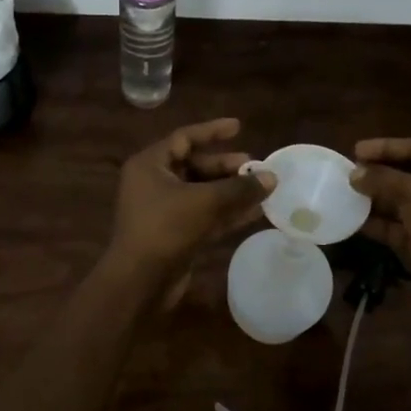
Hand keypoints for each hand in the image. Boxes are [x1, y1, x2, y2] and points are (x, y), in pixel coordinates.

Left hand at [106, 118, 273, 286]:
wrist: (139, 282)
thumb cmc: (166, 229)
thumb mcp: (205, 202)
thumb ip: (240, 187)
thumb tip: (271, 177)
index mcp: (150, 165)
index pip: (184, 138)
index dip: (212, 132)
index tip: (239, 127)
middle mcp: (154, 183)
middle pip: (195, 166)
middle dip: (227, 167)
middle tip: (256, 167)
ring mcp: (164, 210)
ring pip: (202, 192)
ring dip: (231, 191)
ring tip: (262, 189)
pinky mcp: (175, 234)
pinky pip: (204, 215)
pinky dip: (226, 212)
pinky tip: (254, 212)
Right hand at [350, 138, 410, 293]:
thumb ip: (383, 179)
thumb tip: (355, 173)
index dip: (387, 147)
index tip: (357, 150)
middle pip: (408, 174)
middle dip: (378, 172)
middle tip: (350, 170)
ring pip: (399, 201)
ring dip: (374, 197)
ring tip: (346, 191)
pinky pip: (395, 226)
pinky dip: (376, 222)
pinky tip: (351, 217)